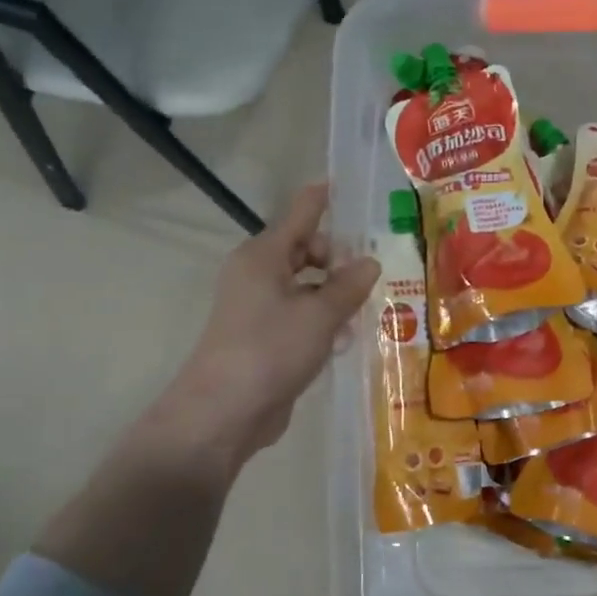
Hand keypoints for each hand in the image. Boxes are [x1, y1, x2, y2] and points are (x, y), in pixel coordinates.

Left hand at [124, 183, 380, 480]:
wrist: (225, 412)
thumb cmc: (271, 350)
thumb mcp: (320, 314)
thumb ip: (348, 285)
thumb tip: (369, 262)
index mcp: (264, 256)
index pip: (299, 214)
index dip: (321, 199)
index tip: (340, 182)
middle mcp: (258, 275)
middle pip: (305, 251)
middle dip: (338, 259)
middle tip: (371, 273)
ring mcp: (259, 309)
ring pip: (306, 287)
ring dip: (334, 295)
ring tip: (365, 310)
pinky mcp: (265, 339)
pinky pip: (301, 317)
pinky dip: (322, 321)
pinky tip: (344, 340)